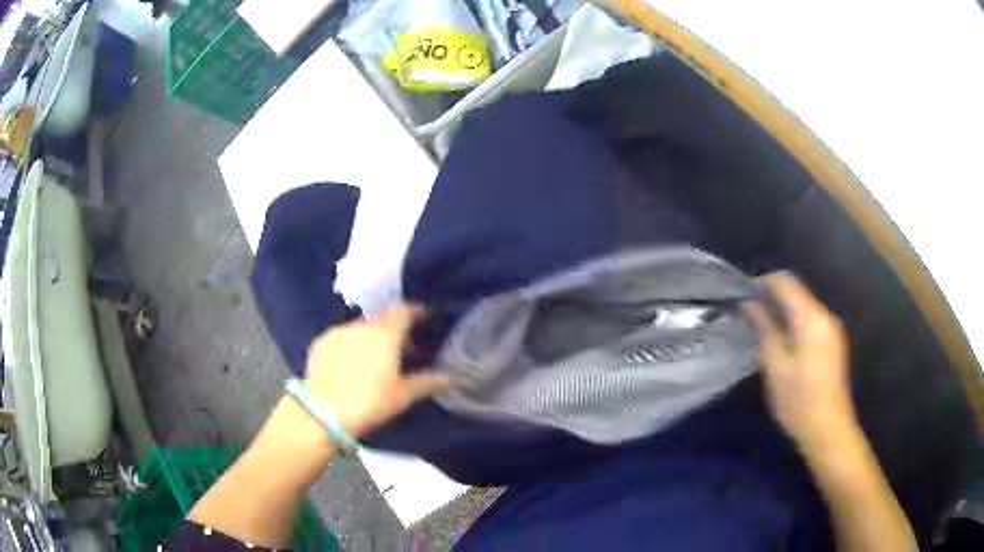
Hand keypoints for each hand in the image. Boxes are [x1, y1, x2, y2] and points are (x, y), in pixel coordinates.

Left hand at [303, 305, 450, 437]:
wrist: (322, 412)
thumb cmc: (369, 402)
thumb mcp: (402, 396)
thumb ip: (427, 383)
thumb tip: (451, 379)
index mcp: (385, 333)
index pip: (404, 310)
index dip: (415, 311)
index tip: (423, 318)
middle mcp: (361, 325)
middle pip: (381, 317)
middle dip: (392, 326)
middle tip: (401, 344)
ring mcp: (338, 331)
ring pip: (360, 326)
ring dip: (370, 335)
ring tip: (373, 356)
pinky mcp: (320, 342)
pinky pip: (341, 336)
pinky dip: (350, 343)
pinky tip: (349, 362)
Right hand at [744, 272, 857, 452]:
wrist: (828, 429)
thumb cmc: (798, 400)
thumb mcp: (775, 365)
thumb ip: (765, 328)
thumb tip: (751, 303)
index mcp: (811, 317)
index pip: (787, 282)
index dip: (764, 282)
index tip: (744, 292)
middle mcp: (826, 315)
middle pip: (798, 292)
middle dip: (773, 295)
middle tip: (750, 311)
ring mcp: (833, 329)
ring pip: (805, 306)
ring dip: (784, 309)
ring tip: (763, 325)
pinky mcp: (834, 343)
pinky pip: (812, 320)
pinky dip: (795, 321)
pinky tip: (783, 340)